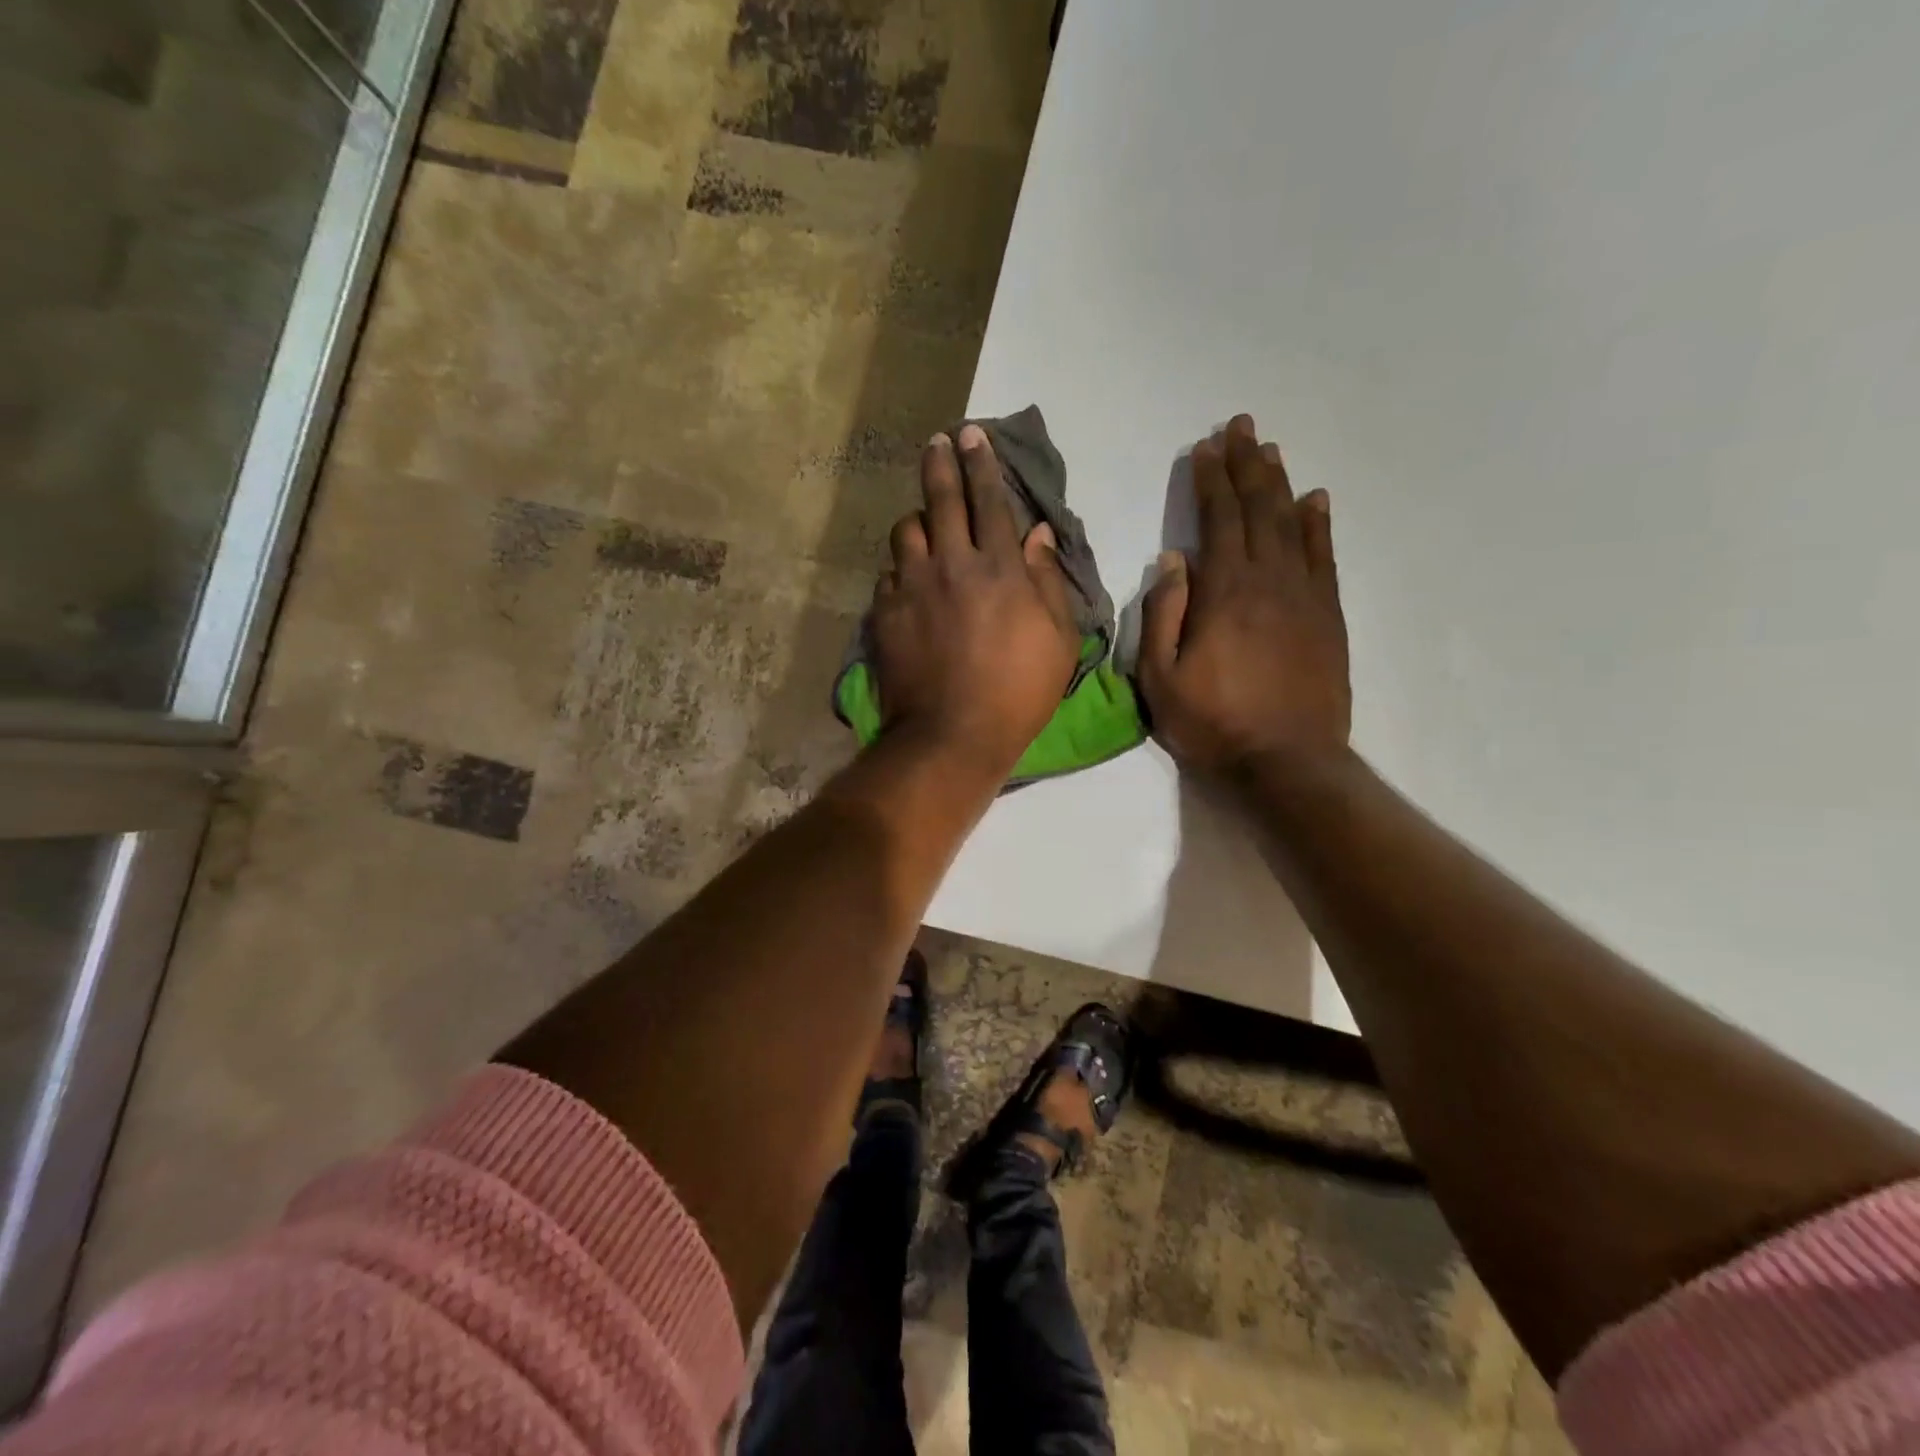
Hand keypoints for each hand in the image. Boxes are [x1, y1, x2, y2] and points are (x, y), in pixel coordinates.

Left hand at [872, 425, 1079, 776]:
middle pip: (941, 499)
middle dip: (941, 463)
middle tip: (938, 442)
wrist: (952, 734)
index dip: (981, 463)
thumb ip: (1048, 581)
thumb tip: (1037, 534)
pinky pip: (889, 574)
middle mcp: (951, 564)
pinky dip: (901, 569)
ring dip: (918, 520)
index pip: (989, 500)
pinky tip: (908, 580)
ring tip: (924, 523)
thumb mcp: (1059, 641)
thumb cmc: (1019, 692)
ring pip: (907, 531)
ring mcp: (912, 587)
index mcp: (999, 568)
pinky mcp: (885, 613)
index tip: (972, 435)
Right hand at [1138, 414, 1350, 775]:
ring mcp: (1304, 596)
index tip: (1204, 449)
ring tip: (1269, 451)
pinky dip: (1318, 524)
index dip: (1210, 482)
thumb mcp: (1161, 678)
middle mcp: (1269, 581)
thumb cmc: (1213, 723)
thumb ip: (1164, 614)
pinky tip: (1315, 500)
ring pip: (1292, 525)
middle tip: (1240, 427)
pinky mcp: (1328, 616)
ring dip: (1279, 485)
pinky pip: (1324, 557)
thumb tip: (1173, 559)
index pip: (1218, 521)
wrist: (1287, 761)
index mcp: (1225, 593)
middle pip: (1258, 510)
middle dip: (1246, 466)